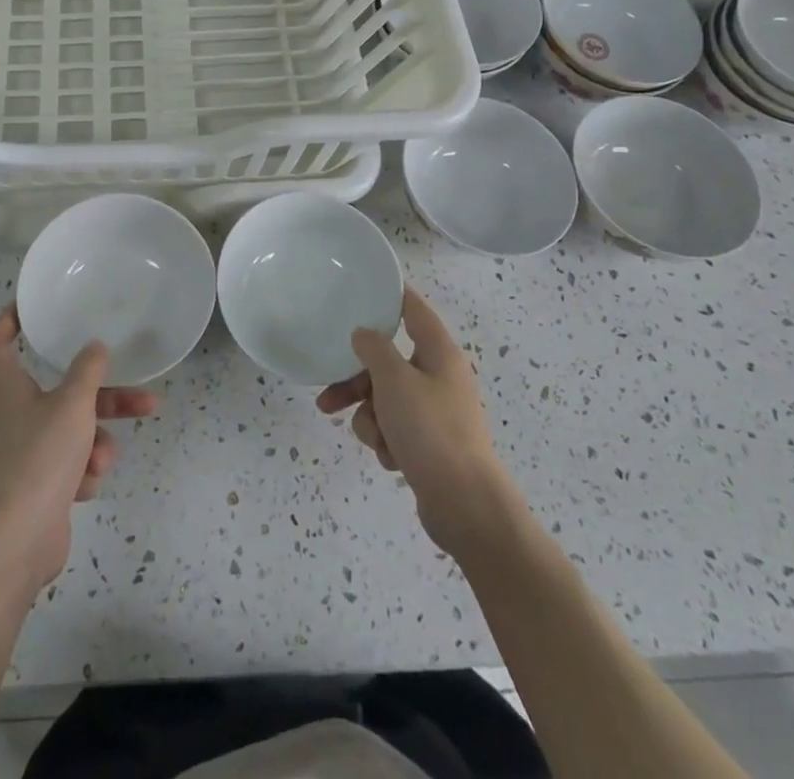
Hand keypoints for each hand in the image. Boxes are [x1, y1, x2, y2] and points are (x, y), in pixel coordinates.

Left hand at [0, 307, 157, 591]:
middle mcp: (14, 415)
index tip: (34, 308)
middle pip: (60, 390)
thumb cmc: (40, 459)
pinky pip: (71, 463)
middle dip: (102, 394)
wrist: (18, 542)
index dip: (8, 319)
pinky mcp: (39, 485)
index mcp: (8, 388)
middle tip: (139, 392)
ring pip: (73, 429)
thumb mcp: (72, 405)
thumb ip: (88, 371)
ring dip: (97, 440)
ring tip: (106, 457)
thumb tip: (95, 347)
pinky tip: (85, 485)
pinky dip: (83, 471)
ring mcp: (26, 452)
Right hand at [317, 286, 514, 560]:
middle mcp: (438, 377)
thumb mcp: (394, 381)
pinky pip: (394, 428)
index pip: (413, 309)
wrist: (465, 506)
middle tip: (328, 396)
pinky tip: (391, 458)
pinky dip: (386, 440)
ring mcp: (435, 412)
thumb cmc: (431, 431)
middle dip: (357, 382)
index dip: (391, 295)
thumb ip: (374, 349)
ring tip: (372, 439)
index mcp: (438, 353)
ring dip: (369, 417)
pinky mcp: (429, 444)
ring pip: (385, 399)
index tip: (364, 286)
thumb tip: (364, 334)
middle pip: (387, 363)